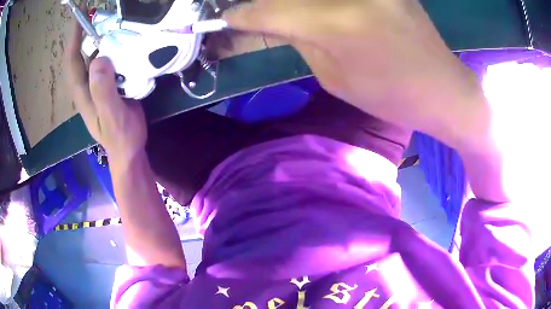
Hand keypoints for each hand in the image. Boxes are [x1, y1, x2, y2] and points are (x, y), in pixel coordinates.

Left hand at [65, 19, 146, 161]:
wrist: (129, 149)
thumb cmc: (120, 136)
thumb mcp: (111, 116)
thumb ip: (103, 91)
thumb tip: (98, 58)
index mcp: (83, 91)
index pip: (72, 61)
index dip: (74, 38)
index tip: (79, 17)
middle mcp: (88, 84)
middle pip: (82, 55)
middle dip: (88, 33)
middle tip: (102, 14)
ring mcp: (99, 84)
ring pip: (96, 56)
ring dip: (103, 38)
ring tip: (117, 23)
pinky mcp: (111, 84)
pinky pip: (110, 61)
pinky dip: (115, 48)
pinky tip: (127, 42)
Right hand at [223, 0, 489, 147]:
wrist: (443, 88)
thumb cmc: (392, 95)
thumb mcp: (335, 77)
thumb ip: (298, 38)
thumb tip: (267, 20)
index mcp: (337, 24)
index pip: (269, 10)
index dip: (242, 14)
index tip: (227, 18)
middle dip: (264, 2)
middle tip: (251, 10)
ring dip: (293, 2)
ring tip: (293, 15)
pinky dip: (319, 2)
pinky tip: (319, 9)